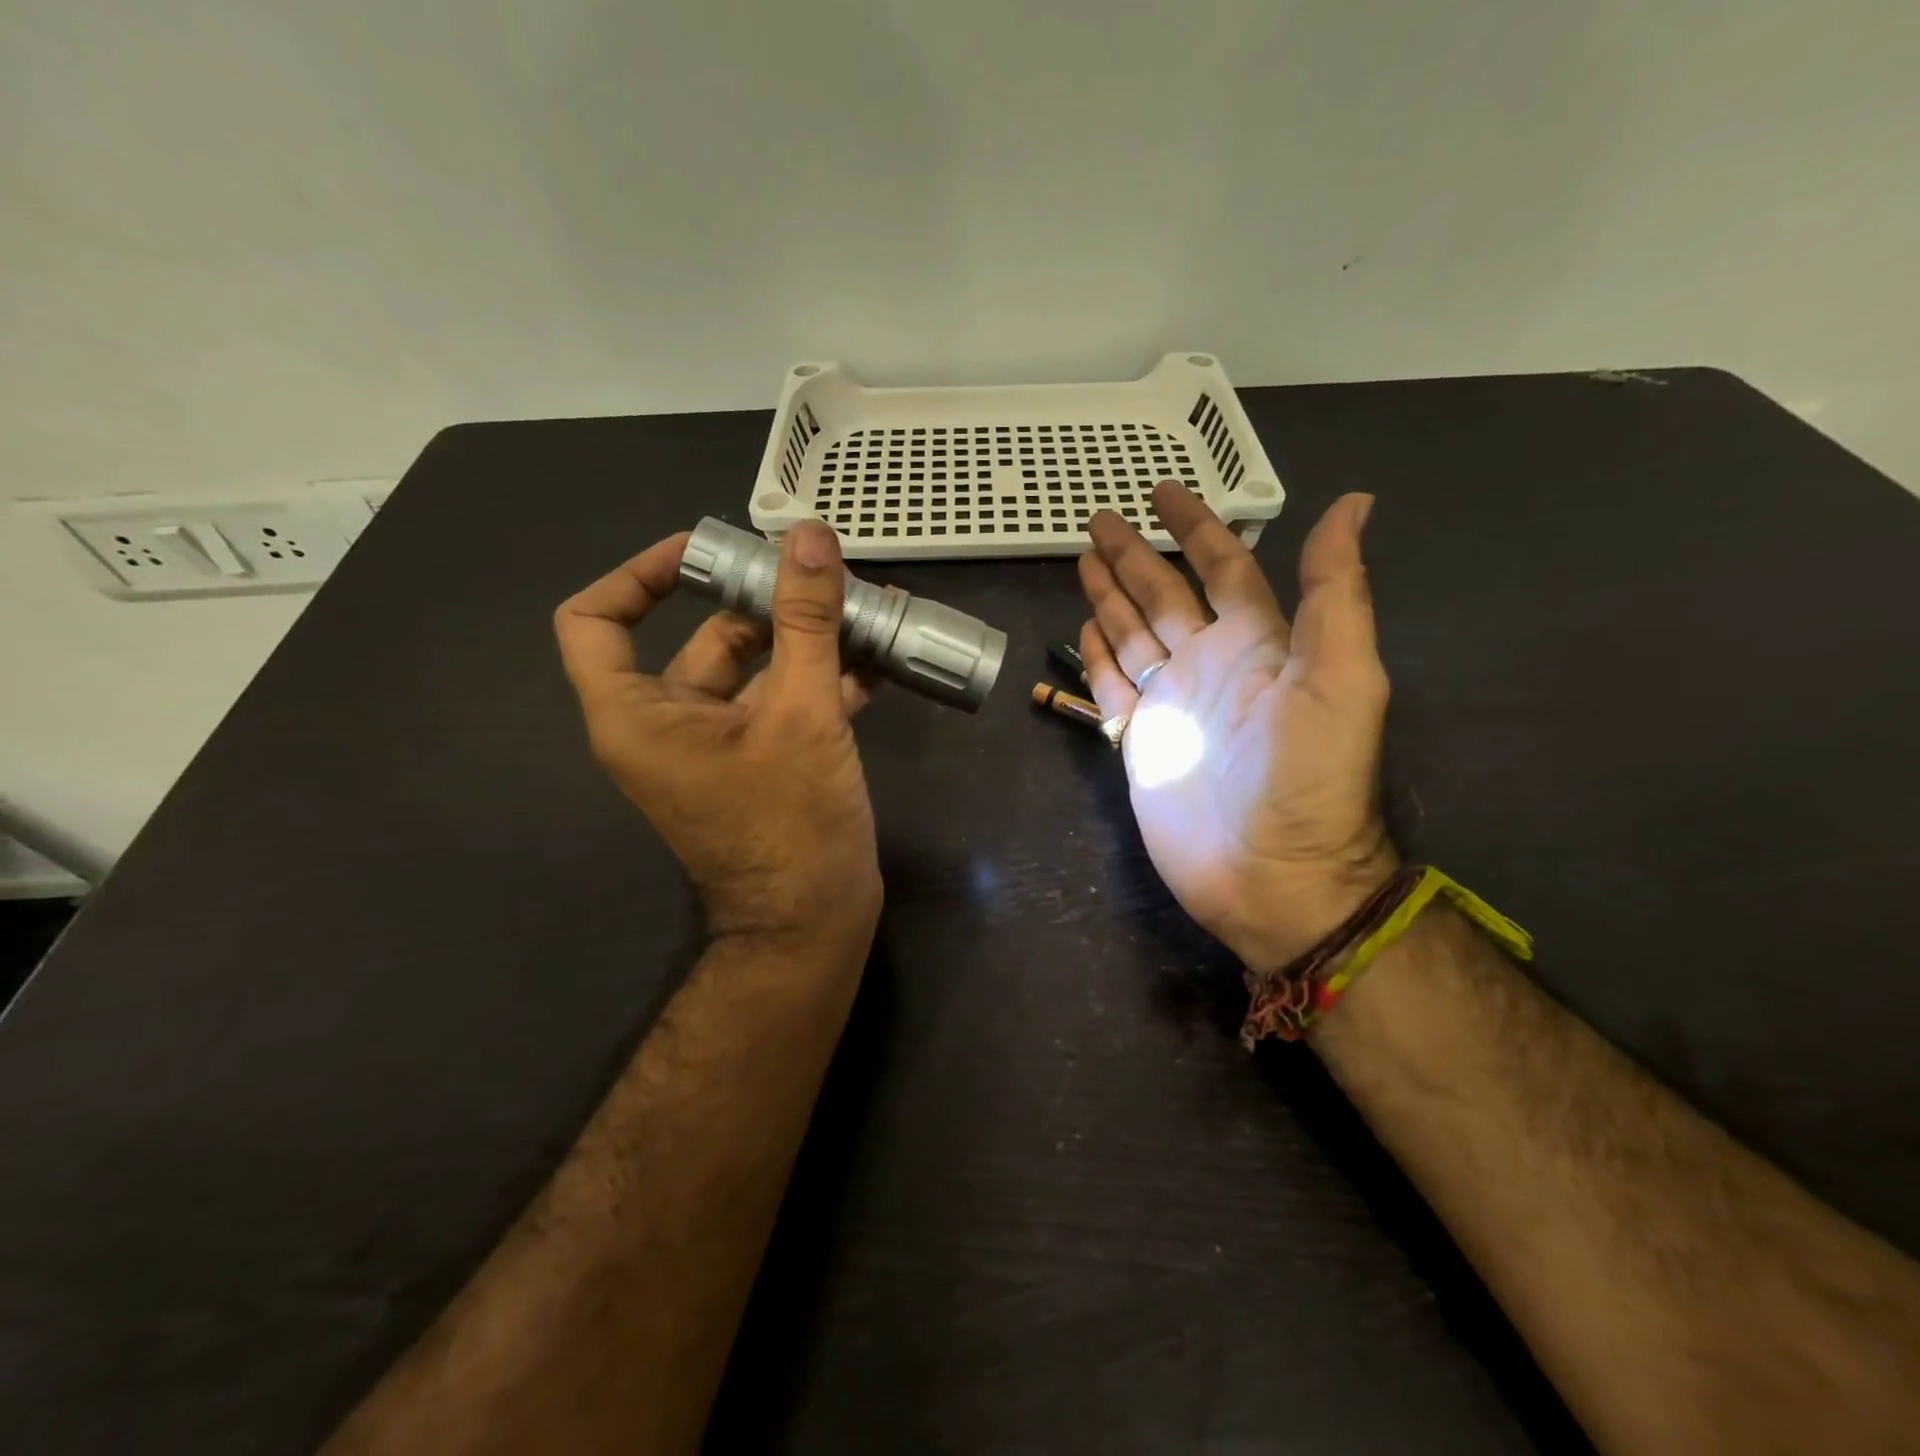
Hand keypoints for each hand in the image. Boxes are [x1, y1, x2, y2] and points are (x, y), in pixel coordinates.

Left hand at [555, 520, 880, 951]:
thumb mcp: (802, 714)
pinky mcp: (765, 762)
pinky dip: (826, 677)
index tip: (704, 549)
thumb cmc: (791, 825)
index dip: (640, 573)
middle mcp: (670, 725)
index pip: (595, 621)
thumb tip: (811, 538)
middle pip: (705, 636)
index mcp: (640, 714)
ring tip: (871, 606)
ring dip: (811, 638)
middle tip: (827, 573)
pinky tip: (881, 657)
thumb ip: (806, 623)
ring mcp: (722, 746)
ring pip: (759, 669)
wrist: (813, 925)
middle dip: (770, 601)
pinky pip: (786, 702)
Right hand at [1078, 482, 1398, 969]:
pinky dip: (1098, 656)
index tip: (1163, 492)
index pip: (1222, 567)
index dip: (1195, 527)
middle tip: (1100, 520)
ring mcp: (1172, 703)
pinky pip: (1114, 686)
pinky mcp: (1141, 741)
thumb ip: (1336, 592)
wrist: (1270, 874)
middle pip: (1165, 596)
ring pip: (1134, 635)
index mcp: (1258, 642)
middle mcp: (1211, 664)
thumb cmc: (1307, 777)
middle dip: (1134, 556)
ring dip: (1111, 597)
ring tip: (1084, 562)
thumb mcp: (1341, 678)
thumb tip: (1354, 502)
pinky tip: (1085, 629)